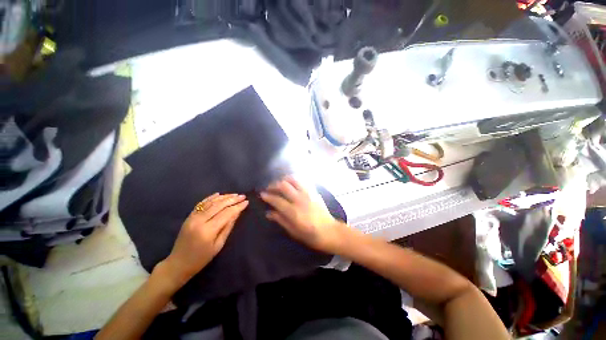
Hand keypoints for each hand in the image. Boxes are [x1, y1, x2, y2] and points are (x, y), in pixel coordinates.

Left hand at [161, 193, 248, 284]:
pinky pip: (201, 204)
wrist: (178, 264)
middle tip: (243, 196)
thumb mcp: (218, 245)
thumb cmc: (201, 258)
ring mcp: (192, 217)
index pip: (226, 213)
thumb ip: (228, 227)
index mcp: (208, 230)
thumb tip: (237, 213)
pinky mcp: (189, 217)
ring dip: (224, 197)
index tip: (246, 202)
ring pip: (211, 202)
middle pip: (219, 205)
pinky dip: (211, 198)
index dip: (237, 206)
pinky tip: (219, 194)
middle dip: (232, 199)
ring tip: (234, 194)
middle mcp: (199, 221)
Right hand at [260, 177, 346, 253]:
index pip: (277, 200)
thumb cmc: (311, 235)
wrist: (330, 231)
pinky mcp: (314, 192)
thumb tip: (269, 213)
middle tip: (269, 188)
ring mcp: (308, 193)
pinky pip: (303, 181)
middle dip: (274, 185)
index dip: (267, 196)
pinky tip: (292, 184)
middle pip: (284, 185)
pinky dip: (296, 180)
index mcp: (294, 211)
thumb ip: (281, 220)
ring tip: (280, 183)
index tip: (262, 194)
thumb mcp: (293, 232)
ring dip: (285, 179)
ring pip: (294, 179)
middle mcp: (300, 199)